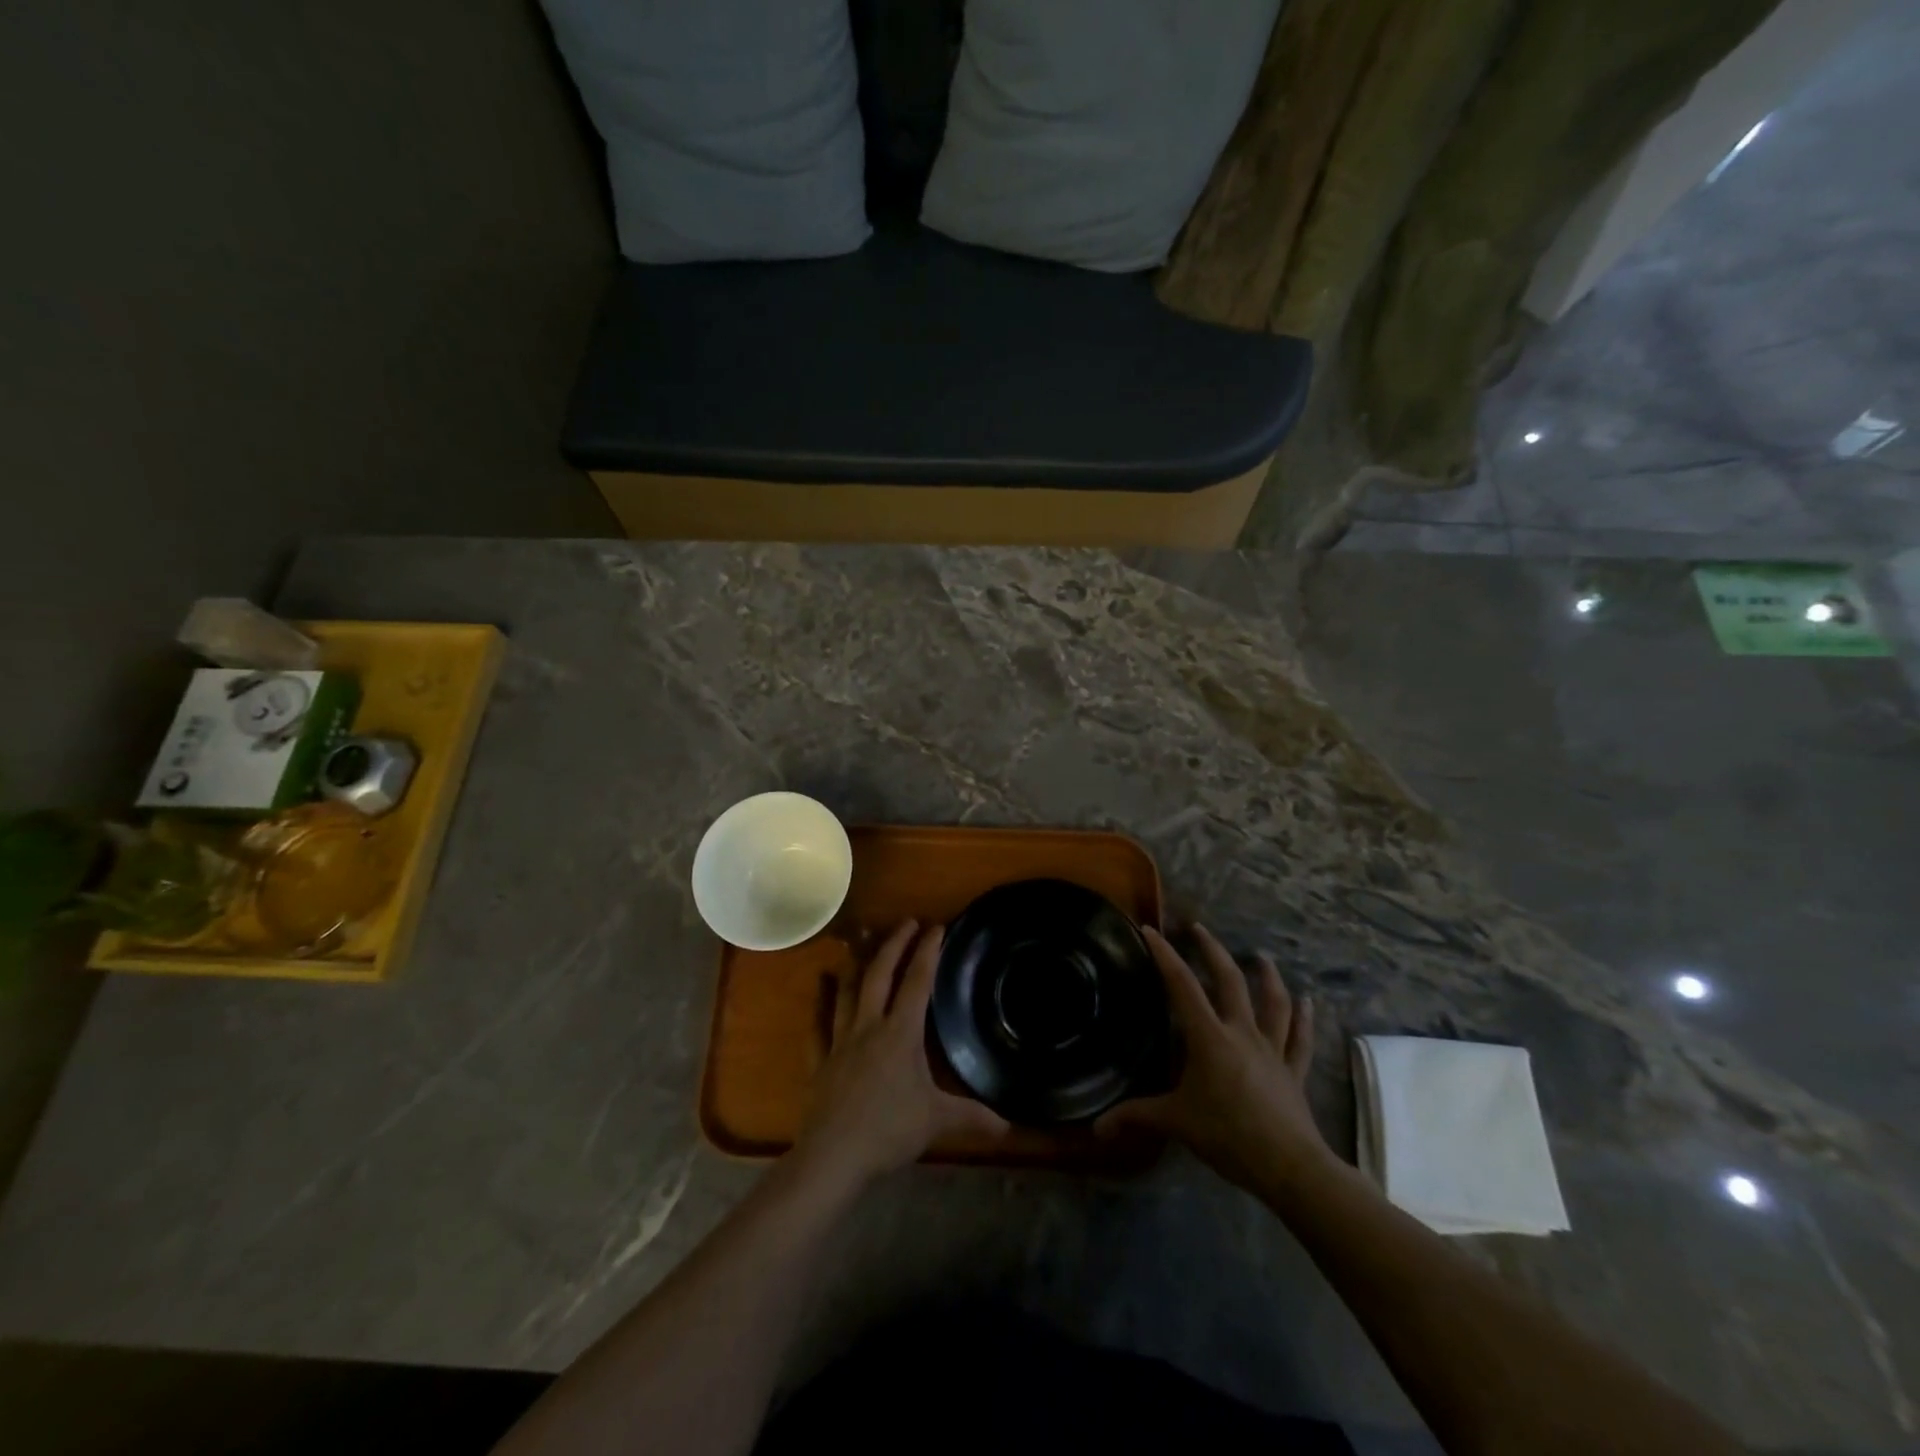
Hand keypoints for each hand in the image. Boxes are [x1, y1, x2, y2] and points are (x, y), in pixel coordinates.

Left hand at [793, 921, 1007, 1190]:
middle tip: (907, 922)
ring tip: (862, 944)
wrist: (833, 1155)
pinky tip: (820, 985)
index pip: (917, 982)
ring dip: (858, 965)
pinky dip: (820, 1002)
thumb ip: (972, 1117)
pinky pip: (819, 1024)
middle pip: (880, 975)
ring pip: (849, 992)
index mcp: (900, 1033)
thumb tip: (1010, 1125)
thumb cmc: (888, 1131)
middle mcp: (869, 1026)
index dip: (927, 952)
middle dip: (894, 945)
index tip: (936, 926)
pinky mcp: (820, 1061)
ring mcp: (840, 1041)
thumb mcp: (936, 1121)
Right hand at [1097, 925, 1333, 1194]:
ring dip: (1267, 976)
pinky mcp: (1293, 1071)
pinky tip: (1309, 1002)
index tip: (1151, 930)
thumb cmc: (1229, 1136)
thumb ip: (1136, 1116)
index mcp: (1209, 1037)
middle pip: (1229, 980)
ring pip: (1273, 1003)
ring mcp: (1272, 1050)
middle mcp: (1242, 1033)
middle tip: (1199, 928)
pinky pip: (1300, 1039)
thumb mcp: (1176, 1122)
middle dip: (1212, 950)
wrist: (1290, 1167)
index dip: (1165, 955)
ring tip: (1262, 956)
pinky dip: (1305, 1020)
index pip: (1182, 986)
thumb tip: (1096, 1127)